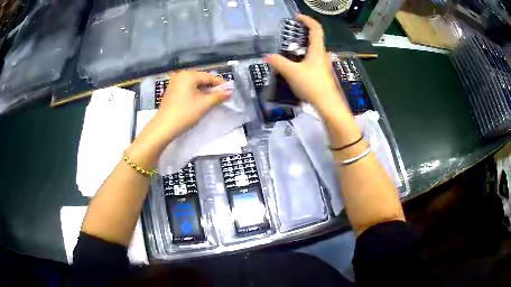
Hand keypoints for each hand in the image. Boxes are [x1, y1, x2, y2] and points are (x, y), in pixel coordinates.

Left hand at [156, 71, 231, 137]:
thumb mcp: (204, 105)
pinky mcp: (171, 91)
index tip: (230, 90)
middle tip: (222, 95)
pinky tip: (200, 100)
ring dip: (204, 91)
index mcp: (189, 75)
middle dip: (212, 87)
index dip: (220, 83)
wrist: (164, 127)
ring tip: (213, 99)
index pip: (209, 77)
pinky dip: (195, 93)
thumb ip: (218, 96)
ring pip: (194, 84)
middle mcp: (181, 75)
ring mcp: (174, 83)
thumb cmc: (185, 113)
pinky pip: (187, 88)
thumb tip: (229, 92)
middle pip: (201, 79)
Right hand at [266, 15, 346, 114]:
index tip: (297, 18)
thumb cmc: (312, 85)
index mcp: (317, 50)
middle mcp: (322, 55)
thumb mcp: (291, 72)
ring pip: (313, 52)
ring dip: (302, 48)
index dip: (307, 20)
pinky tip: (294, 68)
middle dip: (303, 34)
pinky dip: (303, 59)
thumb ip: (278, 62)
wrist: (328, 105)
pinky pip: (312, 62)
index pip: (316, 28)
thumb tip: (267, 56)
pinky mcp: (322, 75)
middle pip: (315, 39)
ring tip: (288, 52)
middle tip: (290, 35)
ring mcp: (323, 66)